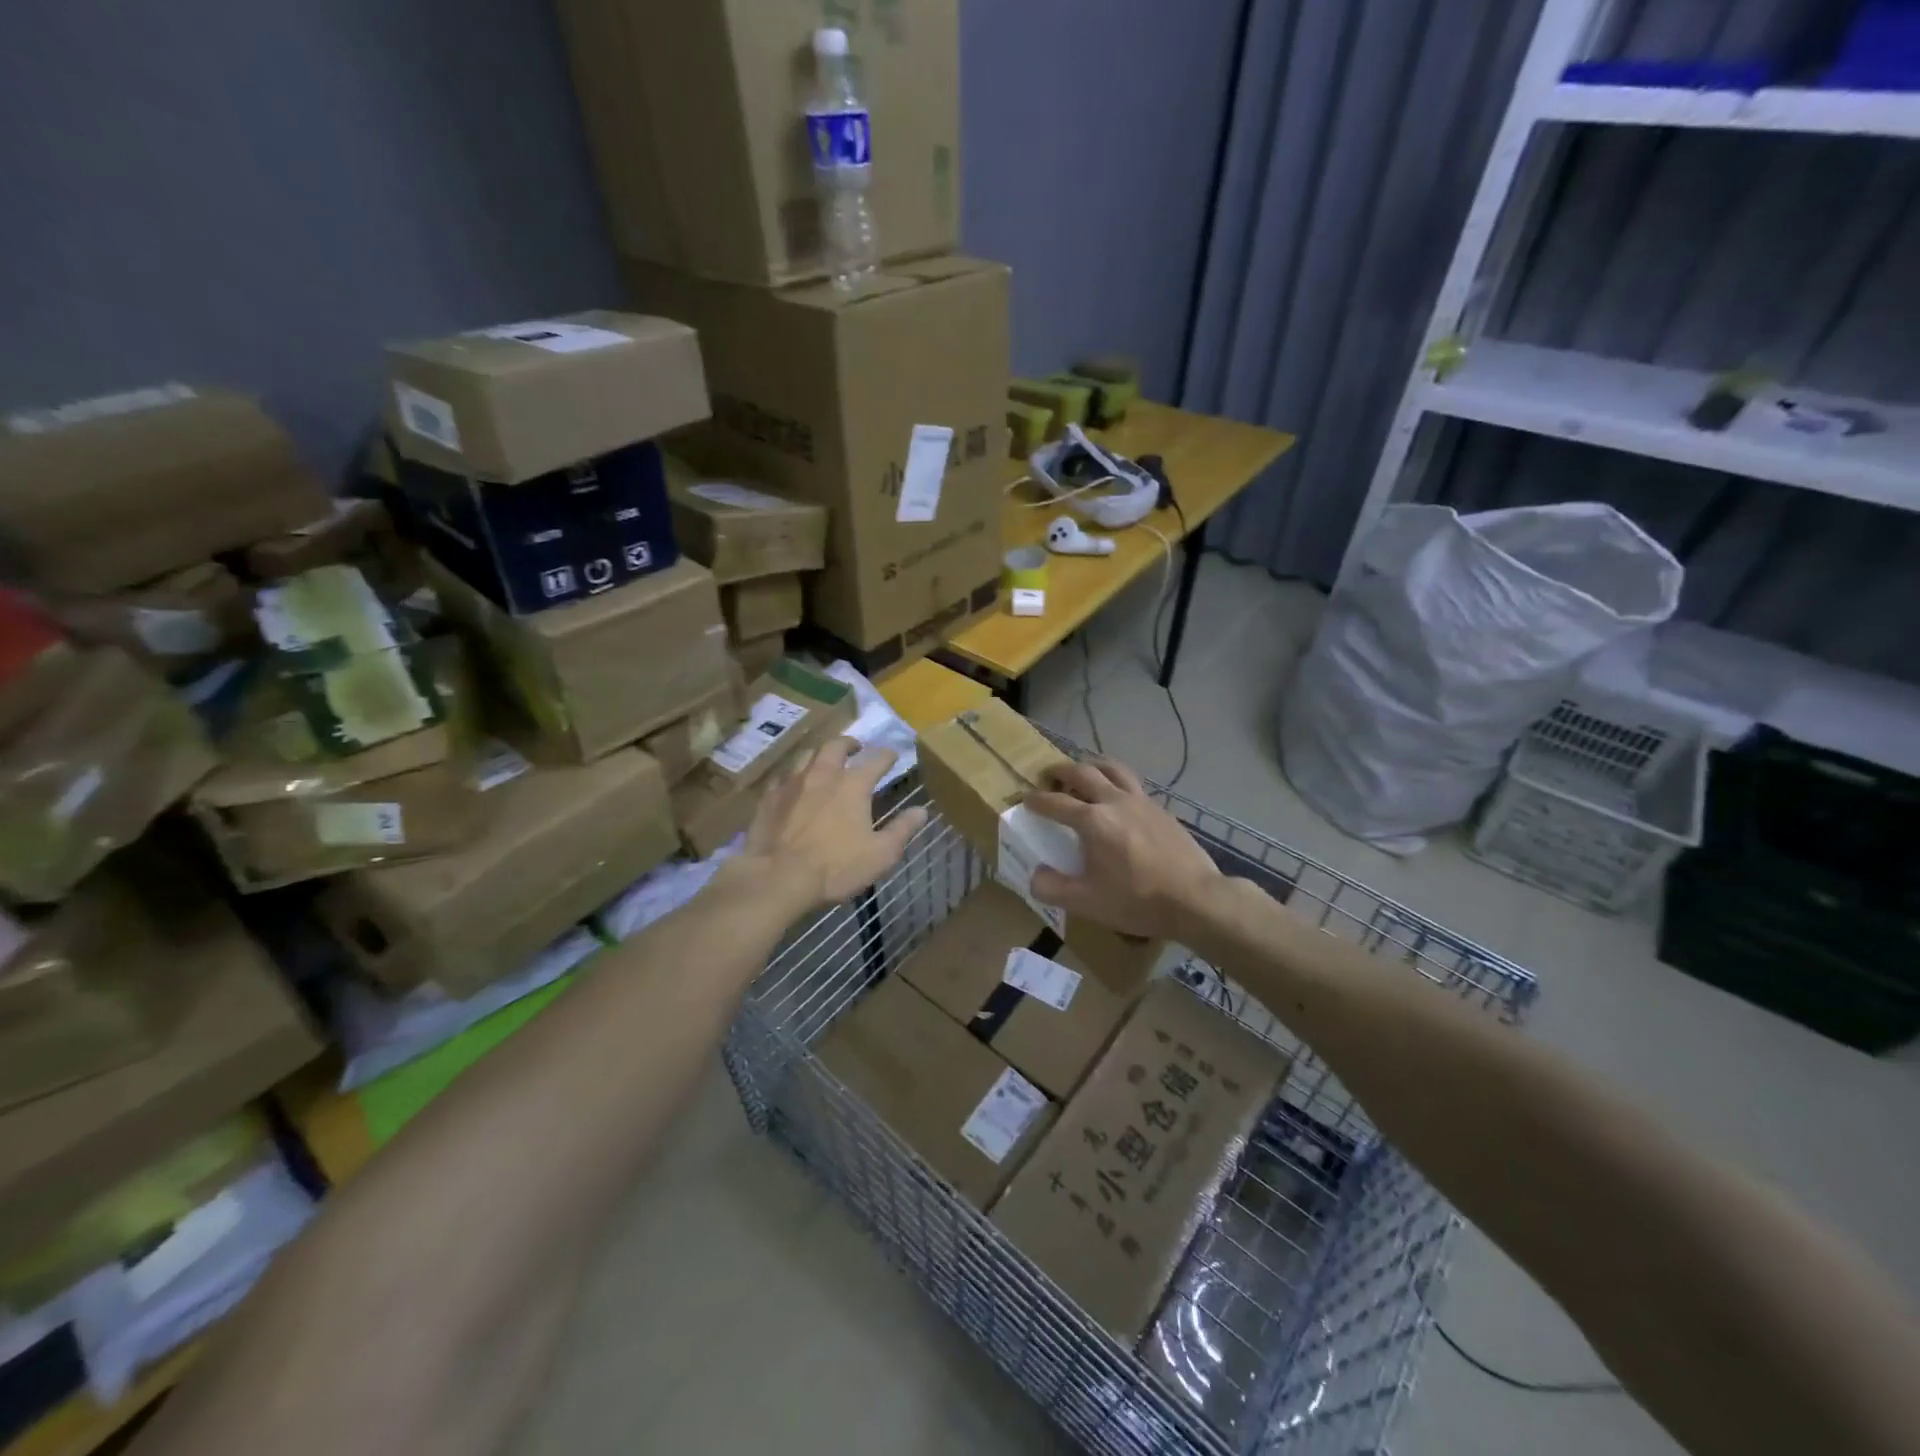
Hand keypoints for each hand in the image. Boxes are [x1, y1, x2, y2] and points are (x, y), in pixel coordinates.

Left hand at [726, 737, 926, 915]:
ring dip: (820, 754)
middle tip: (856, 748)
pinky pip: (783, 777)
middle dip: (849, 743)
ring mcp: (792, 783)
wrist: (778, 878)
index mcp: (853, 784)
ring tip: (825, 760)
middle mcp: (823, 773)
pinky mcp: (769, 797)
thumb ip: (902, 829)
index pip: (876, 760)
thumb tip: (921, 810)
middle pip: (836, 746)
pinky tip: (793, 785)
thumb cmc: (836, 867)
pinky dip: (793, 776)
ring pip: (807, 755)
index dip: (887, 755)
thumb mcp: (881, 854)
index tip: (893, 755)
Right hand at [1025, 758, 1219, 940]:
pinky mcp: (1161, 809)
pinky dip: (1117, 782)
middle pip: (1083, 772)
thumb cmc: (1137, 901)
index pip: (1056, 803)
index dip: (1036, 800)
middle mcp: (1115, 802)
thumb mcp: (1087, 903)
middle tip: (1049, 775)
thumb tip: (1035, 874)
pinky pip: (1133, 784)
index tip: (1025, 799)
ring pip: (1113, 769)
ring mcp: (1142, 802)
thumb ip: (1053, 888)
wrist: (1196, 899)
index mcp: (1092, 821)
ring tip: (1084, 773)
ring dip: (1092, 766)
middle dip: (1061, 771)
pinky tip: (1118, 799)